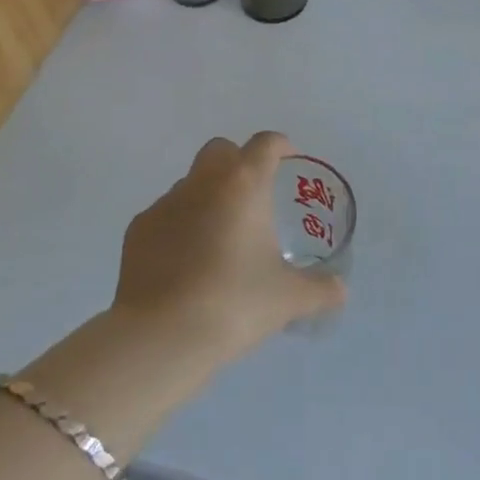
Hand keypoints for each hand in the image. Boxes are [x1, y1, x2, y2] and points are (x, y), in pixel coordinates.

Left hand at [112, 132, 344, 365]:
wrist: (162, 335)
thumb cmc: (234, 304)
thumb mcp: (289, 299)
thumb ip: (320, 290)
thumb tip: (340, 290)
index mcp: (243, 184)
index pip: (265, 144)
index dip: (280, 145)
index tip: (289, 157)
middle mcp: (202, 182)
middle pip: (220, 150)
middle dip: (238, 161)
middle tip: (253, 195)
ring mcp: (165, 203)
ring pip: (190, 183)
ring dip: (207, 196)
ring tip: (219, 237)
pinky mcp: (138, 228)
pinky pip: (165, 214)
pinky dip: (179, 226)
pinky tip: (186, 261)